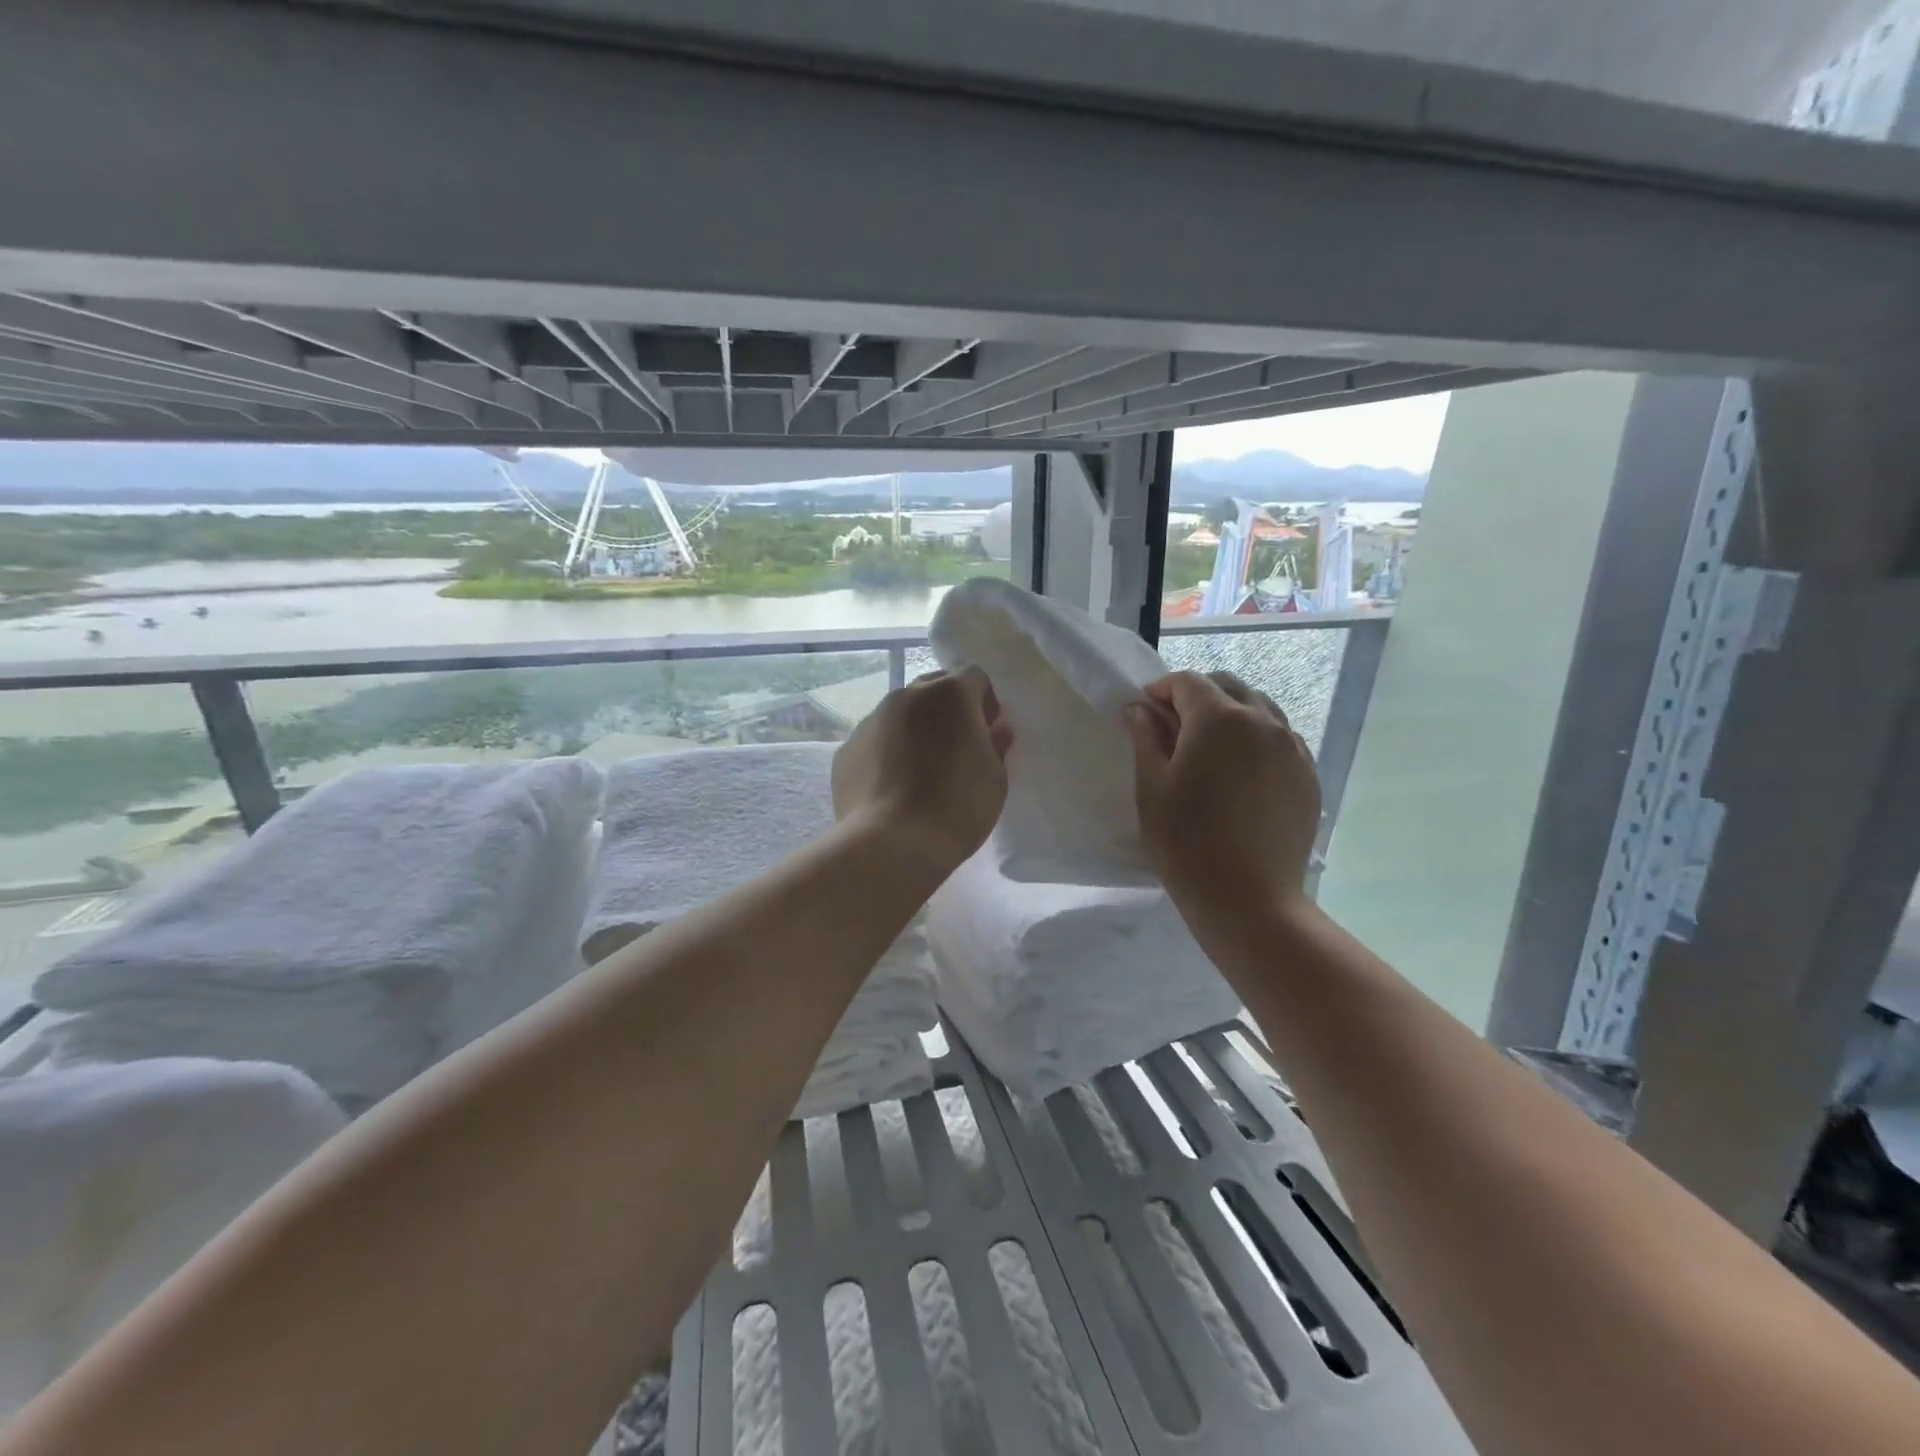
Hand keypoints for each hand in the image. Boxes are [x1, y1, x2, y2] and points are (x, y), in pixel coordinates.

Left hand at [832, 667, 1012, 878]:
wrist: (891, 845)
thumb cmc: (956, 808)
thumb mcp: (995, 779)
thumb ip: (996, 745)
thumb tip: (995, 730)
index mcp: (950, 694)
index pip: (975, 677)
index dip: (985, 702)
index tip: (988, 733)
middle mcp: (907, 695)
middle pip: (935, 688)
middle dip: (949, 710)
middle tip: (957, 749)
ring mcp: (872, 719)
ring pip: (902, 712)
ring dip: (917, 729)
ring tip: (922, 772)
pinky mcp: (847, 748)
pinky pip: (876, 740)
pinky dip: (888, 752)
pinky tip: (894, 788)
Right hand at [1123, 671, 1320, 930]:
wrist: (1248, 898)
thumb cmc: (1186, 841)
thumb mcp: (1152, 788)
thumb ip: (1146, 739)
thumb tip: (1139, 709)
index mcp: (1219, 719)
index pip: (1188, 682)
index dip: (1161, 691)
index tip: (1144, 713)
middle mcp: (1263, 721)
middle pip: (1228, 687)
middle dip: (1198, 697)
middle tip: (1174, 728)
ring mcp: (1293, 747)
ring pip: (1260, 709)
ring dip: (1231, 714)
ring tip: (1211, 749)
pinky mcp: (1308, 775)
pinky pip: (1281, 739)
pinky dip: (1257, 739)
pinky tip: (1241, 772)